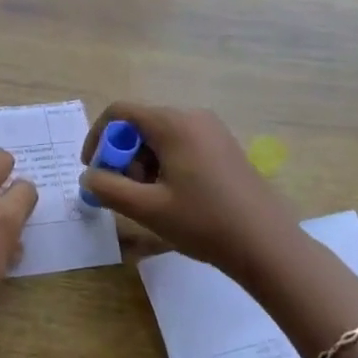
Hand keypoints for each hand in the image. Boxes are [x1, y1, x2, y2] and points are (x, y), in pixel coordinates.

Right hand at [80, 103, 295, 288]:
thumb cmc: (204, 223)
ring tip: (150, 200)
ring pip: (160, 137)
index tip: (94, 170)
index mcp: (173, 124)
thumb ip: (108, 188)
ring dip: (143, 163)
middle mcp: (193, 117)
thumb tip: (89, 176)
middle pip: (140, 125)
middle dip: (123, 156)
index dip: (98, 137)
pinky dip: (165, 165)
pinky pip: (181, 145)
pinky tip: (173, 198)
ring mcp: (213, 131)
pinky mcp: (224, 147)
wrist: (268, 245)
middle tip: (125, 192)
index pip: (120, 112)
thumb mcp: (147, 208)